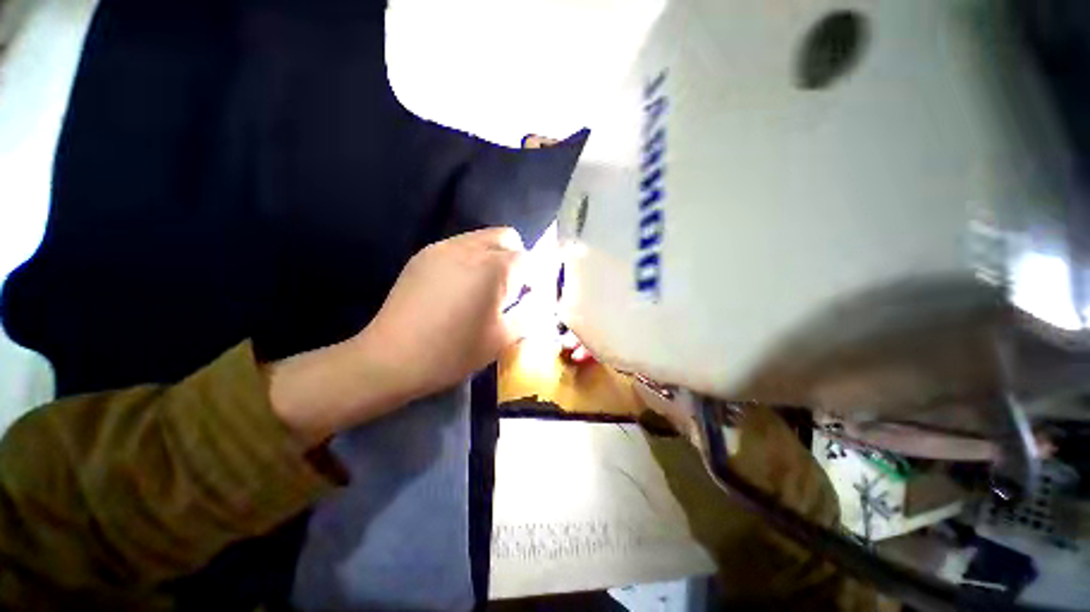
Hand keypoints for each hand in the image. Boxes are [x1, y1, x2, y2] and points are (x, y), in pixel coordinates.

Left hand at [269, 228, 525, 444]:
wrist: (391, 359)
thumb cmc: (453, 352)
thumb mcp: (502, 338)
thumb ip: (528, 313)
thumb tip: (535, 298)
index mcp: (492, 267)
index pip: (526, 259)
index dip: (532, 278)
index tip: (526, 298)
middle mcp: (468, 248)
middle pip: (505, 237)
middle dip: (515, 258)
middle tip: (509, 288)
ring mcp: (441, 248)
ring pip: (481, 238)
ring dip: (492, 257)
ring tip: (482, 289)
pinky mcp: (422, 255)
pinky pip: (458, 247)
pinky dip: (470, 260)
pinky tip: (458, 288)